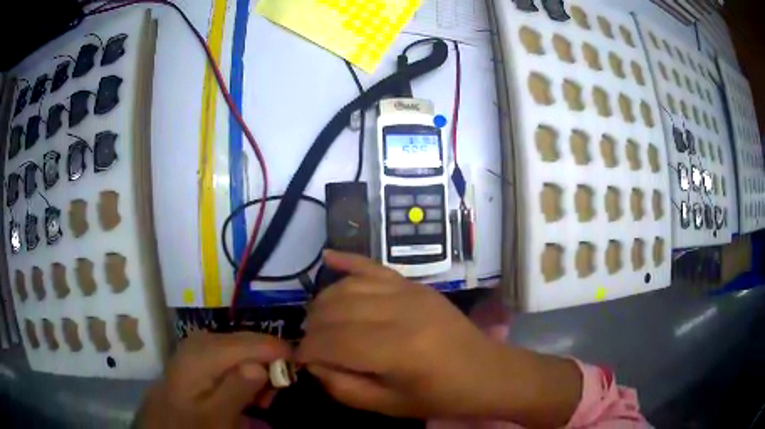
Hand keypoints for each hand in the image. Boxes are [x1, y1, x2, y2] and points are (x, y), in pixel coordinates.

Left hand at [137, 331, 290, 428]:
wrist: (168, 418)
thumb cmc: (193, 422)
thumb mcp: (216, 416)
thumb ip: (235, 390)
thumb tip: (261, 366)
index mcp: (205, 352)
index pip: (256, 343)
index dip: (280, 358)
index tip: (291, 382)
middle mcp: (205, 338)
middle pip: (253, 342)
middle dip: (270, 367)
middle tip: (269, 399)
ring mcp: (204, 341)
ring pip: (248, 347)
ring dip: (260, 372)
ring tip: (258, 400)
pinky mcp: (205, 349)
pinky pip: (237, 352)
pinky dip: (248, 371)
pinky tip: (244, 390)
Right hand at [296, 250, 511, 418]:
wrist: (486, 371)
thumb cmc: (440, 396)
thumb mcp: (389, 406)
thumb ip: (343, 387)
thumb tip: (314, 363)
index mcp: (397, 350)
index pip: (331, 342)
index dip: (307, 351)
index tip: (300, 360)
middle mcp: (399, 312)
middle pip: (334, 311)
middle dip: (312, 328)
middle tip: (312, 345)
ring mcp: (408, 292)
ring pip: (346, 287)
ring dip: (323, 303)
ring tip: (319, 323)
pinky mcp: (414, 284)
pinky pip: (372, 266)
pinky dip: (347, 261)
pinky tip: (326, 257)